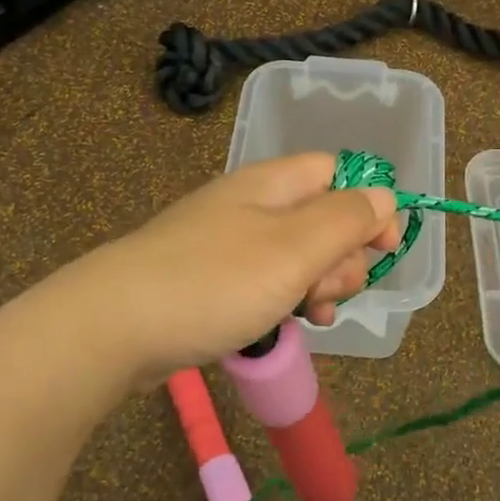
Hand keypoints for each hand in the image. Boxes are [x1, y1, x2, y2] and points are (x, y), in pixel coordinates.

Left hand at [90, 153, 399, 383]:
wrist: (114, 327)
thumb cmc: (214, 282)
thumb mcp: (293, 249)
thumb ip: (346, 219)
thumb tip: (385, 197)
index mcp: (272, 184)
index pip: (338, 173)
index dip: (370, 205)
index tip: (383, 248)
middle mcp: (253, 206)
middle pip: (323, 217)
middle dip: (343, 256)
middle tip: (327, 291)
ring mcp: (230, 244)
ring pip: (298, 256)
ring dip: (319, 284)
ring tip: (312, 315)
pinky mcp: (214, 281)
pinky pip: (269, 282)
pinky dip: (288, 300)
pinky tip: (293, 325)